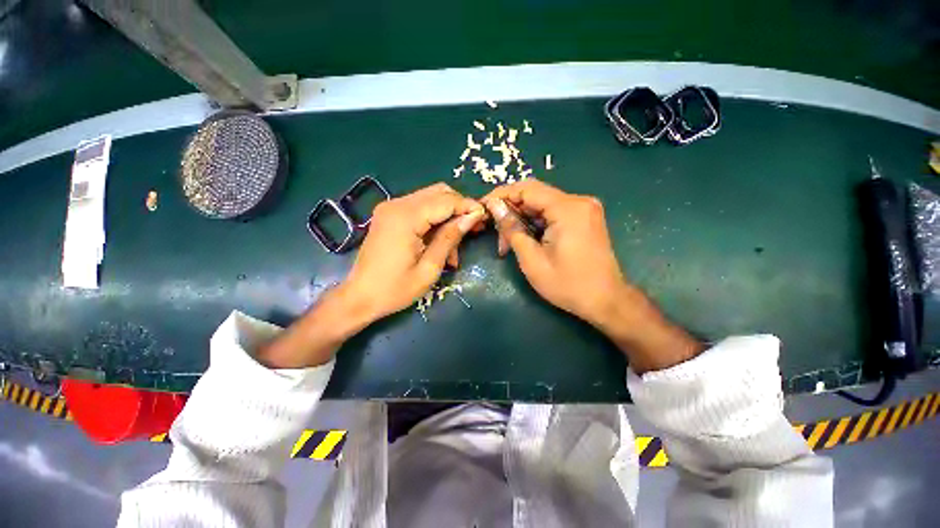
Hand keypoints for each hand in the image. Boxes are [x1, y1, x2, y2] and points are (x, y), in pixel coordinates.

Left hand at [345, 183, 484, 321]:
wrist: (359, 297)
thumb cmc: (395, 289)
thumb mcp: (429, 268)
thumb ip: (450, 238)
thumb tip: (472, 217)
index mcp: (405, 217)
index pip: (446, 201)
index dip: (468, 206)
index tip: (485, 216)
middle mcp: (397, 205)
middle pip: (439, 193)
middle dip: (460, 208)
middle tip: (474, 227)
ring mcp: (391, 208)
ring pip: (431, 199)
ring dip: (448, 216)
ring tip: (457, 245)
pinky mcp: (390, 215)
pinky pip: (420, 209)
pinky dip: (435, 221)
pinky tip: (441, 243)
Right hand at [482, 179, 702, 372]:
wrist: (606, 301)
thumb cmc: (567, 285)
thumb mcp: (532, 259)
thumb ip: (512, 229)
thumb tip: (494, 206)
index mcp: (567, 208)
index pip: (526, 188)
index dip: (501, 195)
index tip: (483, 206)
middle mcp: (579, 201)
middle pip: (535, 195)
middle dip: (511, 211)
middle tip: (495, 232)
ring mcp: (584, 209)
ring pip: (542, 205)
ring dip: (522, 220)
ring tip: (507, 243)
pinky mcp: (585, 218)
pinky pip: (553, 213)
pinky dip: (536, 224)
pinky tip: (525, 239)